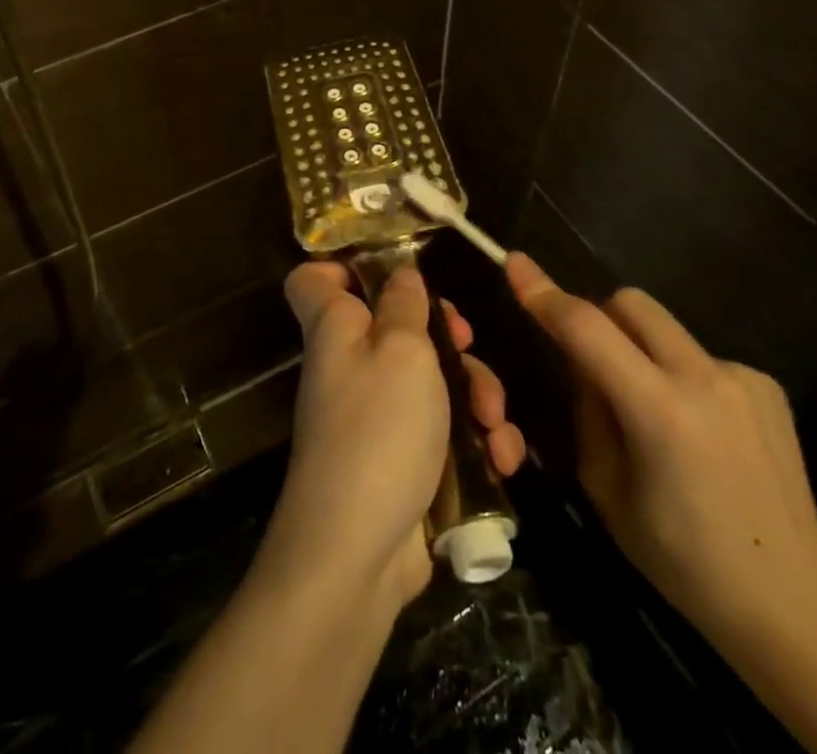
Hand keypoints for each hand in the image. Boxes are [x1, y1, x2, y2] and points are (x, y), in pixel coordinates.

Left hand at [262, 260, 526, 615]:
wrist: (359, 551)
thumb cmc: (378, 428)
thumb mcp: (402, 350)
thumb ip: (404, 305)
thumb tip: (400, 274)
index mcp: (337, 327)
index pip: (314, 279)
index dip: (342, 265)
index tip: (392, 269)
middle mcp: (351, 365)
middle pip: (396, 326)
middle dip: (445, 336)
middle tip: (467, 343)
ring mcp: (376, 416)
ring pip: (431, 380)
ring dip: (476, 394)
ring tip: (494, 422)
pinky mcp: (403, 459)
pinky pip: (442, 431)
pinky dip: (476, 441)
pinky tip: (503, 459)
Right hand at [505, 251, 816, 640]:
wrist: (794, 597)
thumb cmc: (683, 558)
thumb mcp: (607, 490)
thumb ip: (589, 412)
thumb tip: (585, 365)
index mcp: (659, 412)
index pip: (586, 329)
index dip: (545, 293)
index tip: (516, 264)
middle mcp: (703, 378)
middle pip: (630, 303)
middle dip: (600, 317)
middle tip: (595, 365)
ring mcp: (742, 376)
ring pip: (665, 328)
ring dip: (643, 351)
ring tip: (658, 415)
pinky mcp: (767, 383)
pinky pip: (701, 357)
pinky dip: (683, 377)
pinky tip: (704, 432)